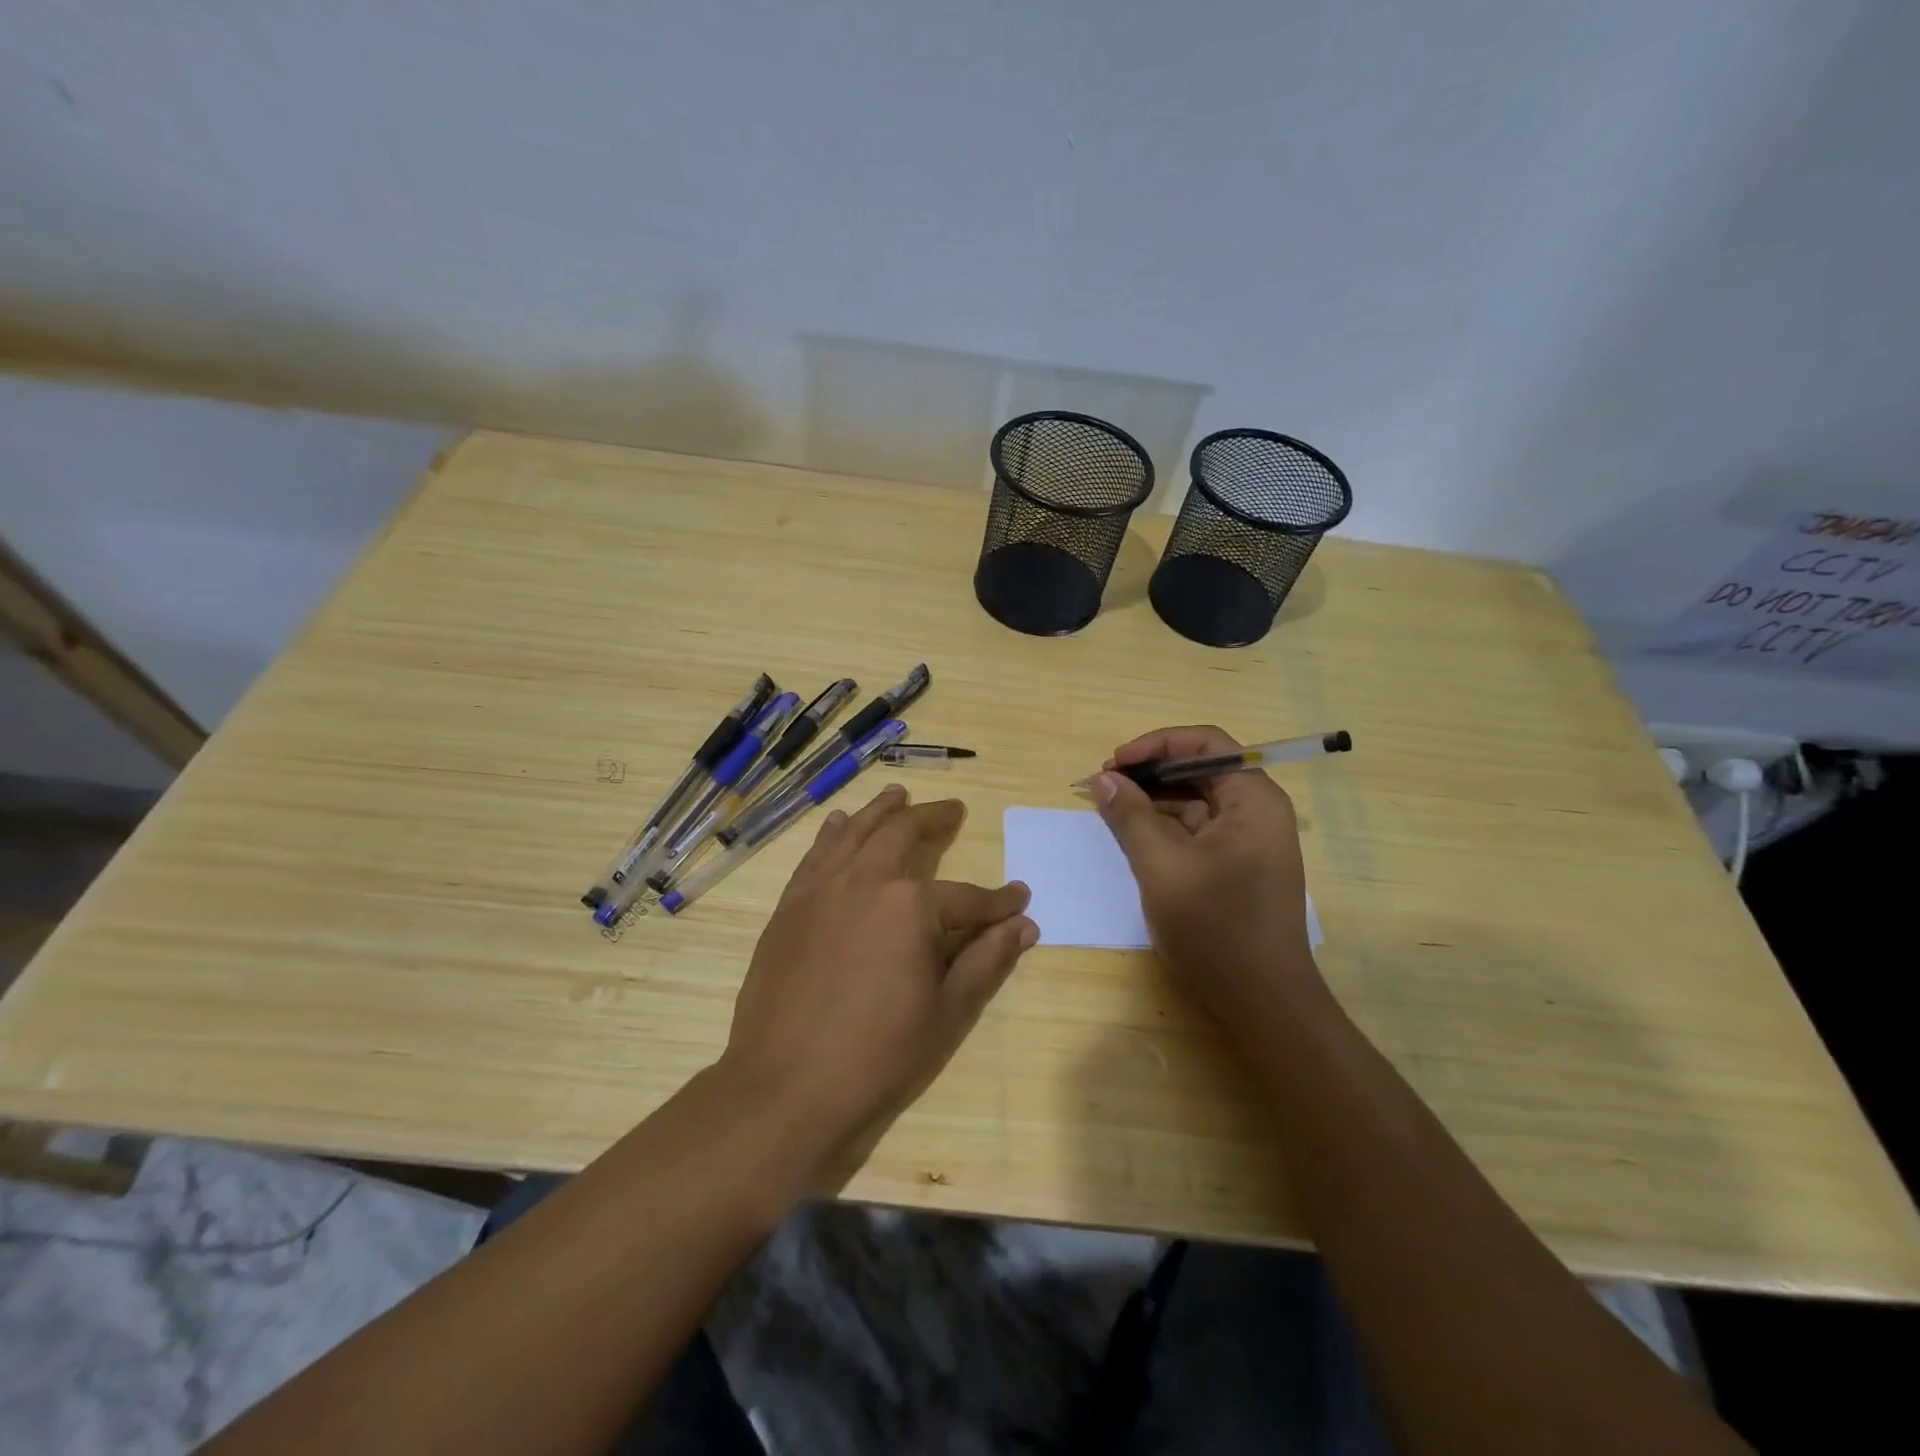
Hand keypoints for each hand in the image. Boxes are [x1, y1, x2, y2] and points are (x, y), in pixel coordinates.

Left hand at [717, 784, 1036, 1187]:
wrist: (785, 1088)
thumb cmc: (877, 1057)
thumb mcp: (947, 1013)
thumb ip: (987, 961)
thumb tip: (1024, 925)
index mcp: (911, 907)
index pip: (968, 897)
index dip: (997, 901)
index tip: (1019, 899)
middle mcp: (865, 881)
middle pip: (903, 835)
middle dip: (933, 820)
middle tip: (952, 810)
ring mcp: (821, 889)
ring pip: (855, 832)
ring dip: (880, 811)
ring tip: (897, 794)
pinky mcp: (790, 907)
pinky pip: (816, 855)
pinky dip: (833, 834)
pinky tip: (839, 824)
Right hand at [1091, 726, 1320, 1024]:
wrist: (1263, 1001)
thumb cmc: (1216, 928)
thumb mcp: (1162, 867)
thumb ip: (1130, 816)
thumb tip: (1101, 779)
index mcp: (1253, 799)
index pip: (1206, 743)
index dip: (1156, 745)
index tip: (1114, 764)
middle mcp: (1257, 810)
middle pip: (1200, 769)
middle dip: (1150, 772)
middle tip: (1104, 787)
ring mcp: (1249, 839)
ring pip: (1196, 800)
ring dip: (1153, 800)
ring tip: (1110, 810)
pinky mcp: (1237, 864)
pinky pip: (1197, 829)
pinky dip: (1164, 826)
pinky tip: (1133, 835)